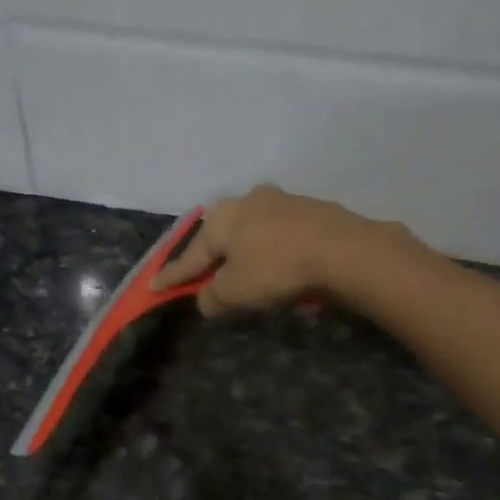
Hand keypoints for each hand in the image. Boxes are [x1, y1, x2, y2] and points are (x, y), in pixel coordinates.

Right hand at [151, 185, 395, 315]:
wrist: (344, 250)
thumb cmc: (276, 269)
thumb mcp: (235, 292)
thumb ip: (212, 297)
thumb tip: (206, 299)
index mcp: (222, 217)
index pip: (191, 255)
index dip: (173, 275)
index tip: (154, 286)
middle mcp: (248, 200)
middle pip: (222, 237)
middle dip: (213, 258)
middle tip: (204, 277)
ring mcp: (283, 202)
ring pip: (253, 234)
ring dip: (246, 255)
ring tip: (247, 276)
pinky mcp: (313, 210)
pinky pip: (281, 237)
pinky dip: (274, 254)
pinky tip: (281, 270)